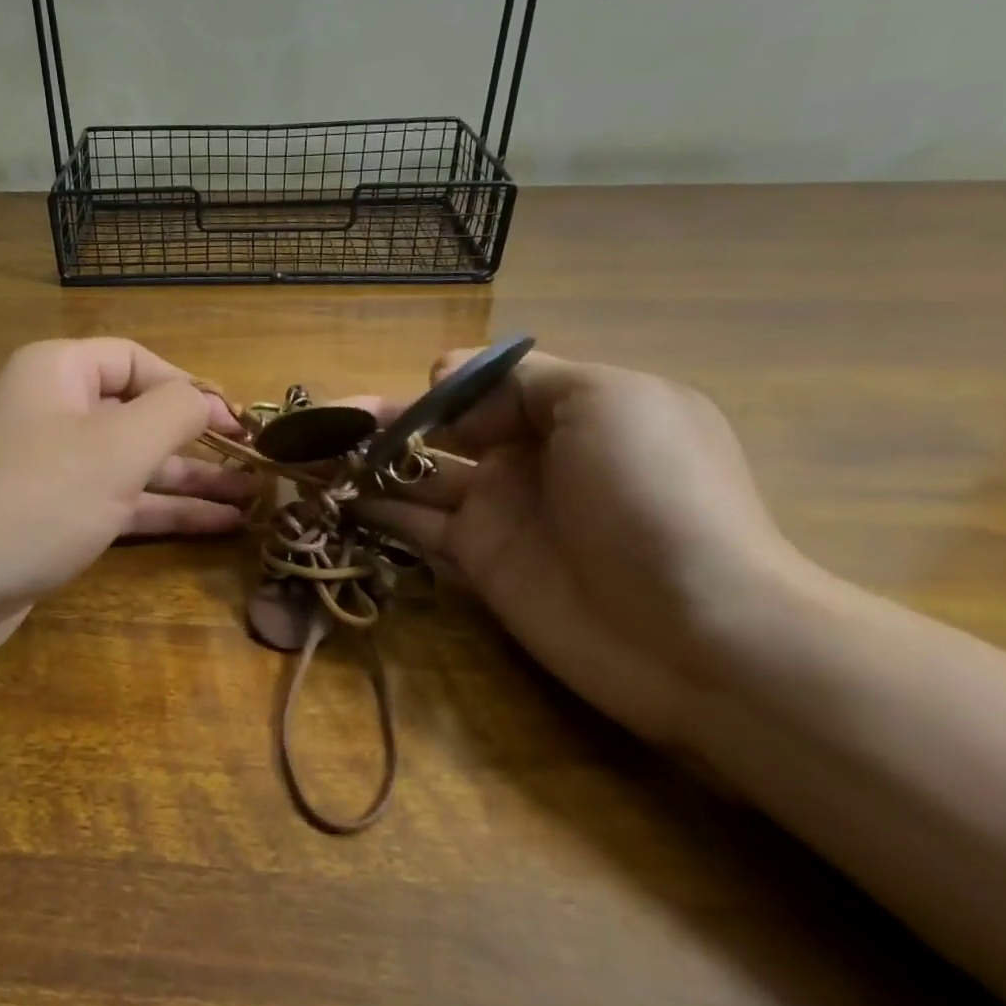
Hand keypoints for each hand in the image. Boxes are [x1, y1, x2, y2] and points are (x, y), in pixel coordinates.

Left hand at [0, 338, 250, 676]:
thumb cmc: (29, 500)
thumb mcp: (115, 447)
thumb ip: (173, 412)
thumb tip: (204, 398)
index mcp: (58, 372)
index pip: (138, 361)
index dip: (192, 387)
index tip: (240, 423)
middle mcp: (51, 412)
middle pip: (137, 414)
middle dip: (197, 440)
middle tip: (255, 466)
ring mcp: (48, 470)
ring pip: (131, 465)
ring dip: (188, 481)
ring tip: (250, 501)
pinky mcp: (47, 521)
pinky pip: (114, 504)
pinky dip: (159, 513)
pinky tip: (211, 527)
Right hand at [357, 348, 801, 744]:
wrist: (700, 633)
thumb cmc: (655, 495)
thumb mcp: (606, 400)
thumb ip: (520, 376)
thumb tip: (440, 372)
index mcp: (566, 408)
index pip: (483, 383)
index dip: (438, 386)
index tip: (410, 397)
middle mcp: (528, 454)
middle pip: (440, 428)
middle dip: (382, 421)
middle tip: (317, 425)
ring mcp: (501, 511)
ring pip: (417, 475)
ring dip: (364, 464)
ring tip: (305, 458)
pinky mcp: (479, 561)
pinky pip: (416, 524)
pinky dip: (375, 510)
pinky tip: (333, 499)